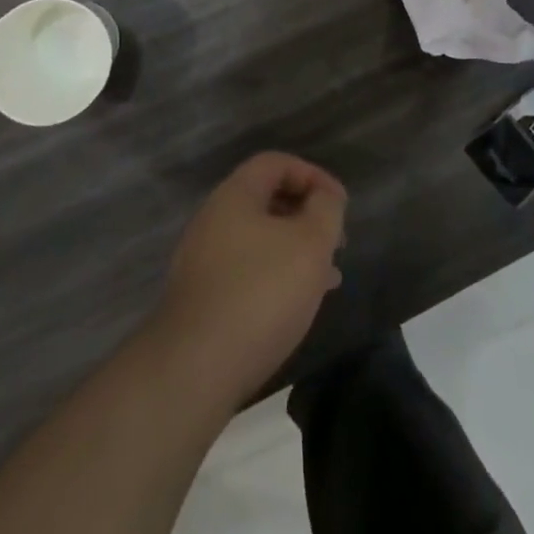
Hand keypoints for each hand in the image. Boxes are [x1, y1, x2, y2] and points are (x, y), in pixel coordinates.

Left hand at [152, 152, 347, 408]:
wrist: (193, 370)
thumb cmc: (260, 293)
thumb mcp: (309, 243)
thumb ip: (325, 209)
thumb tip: (324, 197)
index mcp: (235, 195)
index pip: (276, 163)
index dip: (313, 175)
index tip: (340, 204)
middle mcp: (213, 219)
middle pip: (266, 200)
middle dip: (306, 216)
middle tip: (336, 241)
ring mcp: (203, 261)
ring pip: (259, 240)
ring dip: (295, 250)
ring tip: (327, 277)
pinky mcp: (201, 300)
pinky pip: (247, 272)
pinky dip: (276, 277)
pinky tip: (297, 305)